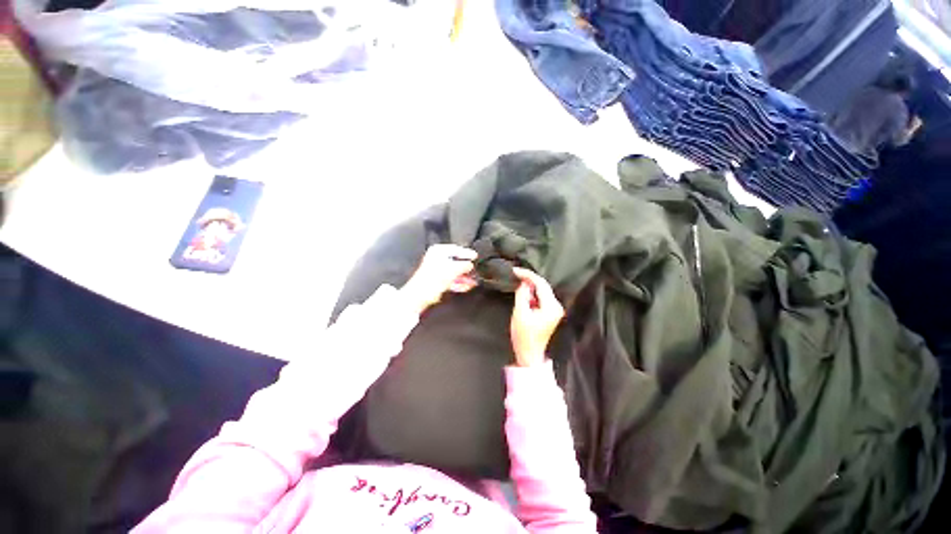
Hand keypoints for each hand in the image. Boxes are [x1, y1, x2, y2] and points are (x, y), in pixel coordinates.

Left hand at [402, 244, 477, 313]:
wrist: (421, 294)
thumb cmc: (432, 278)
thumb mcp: (454, 268)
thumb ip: (464, 265)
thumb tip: (470, 265)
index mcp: (438, 251)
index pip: (456, 249)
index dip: (466, 253)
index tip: (474, 256)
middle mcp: (436, 259)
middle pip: (455, 261)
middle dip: (466, 268)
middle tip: (475, 270)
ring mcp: (436, 270)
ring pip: (454, 272)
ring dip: (464, 277)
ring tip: (473, 281)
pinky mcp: (436, 281)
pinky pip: (450, 280)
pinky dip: (458, 283)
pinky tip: (466, 287)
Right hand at [510, 268, 563, 366]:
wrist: (529, 354)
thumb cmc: (524, 336)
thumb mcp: (520, 313)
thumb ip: (522, 295)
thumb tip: (523, 282)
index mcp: (551, 306)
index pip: (541, 284)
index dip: (528, 275)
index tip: (515, 270)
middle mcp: (556, 306)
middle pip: (543, 286)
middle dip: (529, 279)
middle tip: (515, 274)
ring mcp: (555, 310)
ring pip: (542, 291)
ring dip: (531, 287)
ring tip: (518, 283)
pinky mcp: (550, 313)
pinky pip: (541, 298)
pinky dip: (533, 294)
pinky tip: (524, 294)